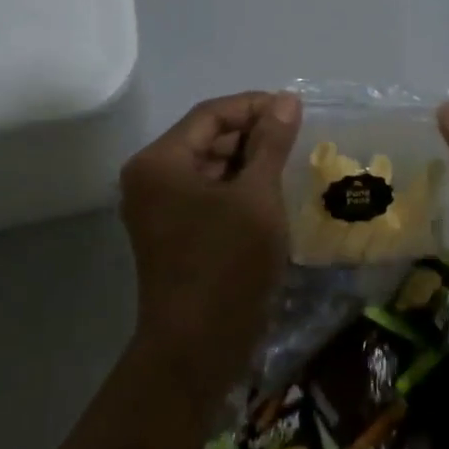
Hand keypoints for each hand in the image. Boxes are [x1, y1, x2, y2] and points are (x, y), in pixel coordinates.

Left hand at [118, 91, 302, 395]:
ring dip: (248, 161)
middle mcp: (151, 178)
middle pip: (206, 138)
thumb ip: (270, 143)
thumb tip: (285, 100)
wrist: (196, 348)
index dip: (255, 106)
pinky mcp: (173, 233)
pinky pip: (207, 195)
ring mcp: (159, 209)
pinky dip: (238, 188)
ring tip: (290, 161)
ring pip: (209, 167)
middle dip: (252, 134)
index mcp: (160, 161)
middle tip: (297, 137)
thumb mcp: (257, 197)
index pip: (211, 114)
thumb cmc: (227, 264)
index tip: (296, 110)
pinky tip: (272, 191)